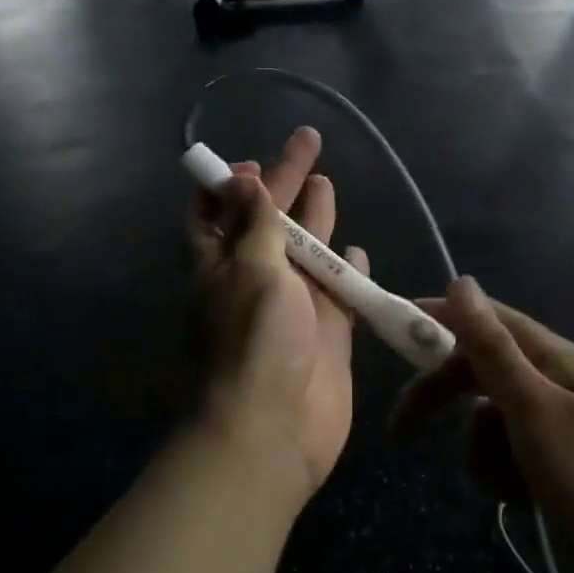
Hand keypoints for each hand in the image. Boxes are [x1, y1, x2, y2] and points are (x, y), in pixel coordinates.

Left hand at [187, 127, 364, 497]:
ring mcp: (291, 306)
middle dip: (286, 181)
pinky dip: (347, 270)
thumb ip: (256, 226)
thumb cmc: (254, 342)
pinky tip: (358, 249)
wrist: (273, 431)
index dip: (232, 184)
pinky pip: (337, 291)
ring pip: (304, 252)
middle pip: (268, 220)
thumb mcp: (250, 271)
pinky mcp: (326, 333)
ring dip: (315, 220)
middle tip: (309, 141)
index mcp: (219, 264)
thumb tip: (244, 180)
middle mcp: (252, 280)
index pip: (215, 212)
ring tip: (327, 184)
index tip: (255, 161)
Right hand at [392, 278, 573, 572]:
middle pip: (478, 372)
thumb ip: (492, 348)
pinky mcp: (556, 470)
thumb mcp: (536, 410)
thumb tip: (461, 280)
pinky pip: (506, 458)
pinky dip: (502, 477)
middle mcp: (552, 385)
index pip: (484, 320)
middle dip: (441, 397)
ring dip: (481, 451)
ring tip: (508, 482)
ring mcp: (555, 430)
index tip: (391, 330)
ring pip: (486, 422)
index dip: (437, 320)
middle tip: (400, 431)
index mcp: (553, 359)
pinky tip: (522, 501)